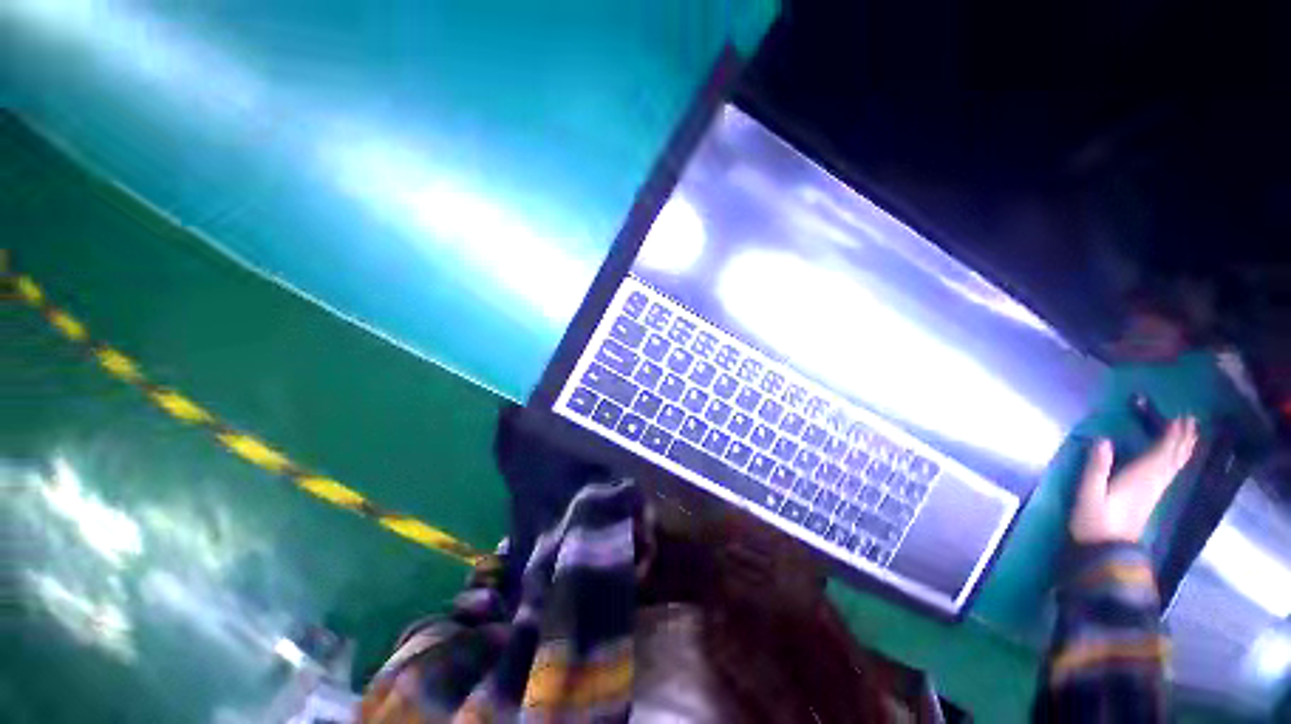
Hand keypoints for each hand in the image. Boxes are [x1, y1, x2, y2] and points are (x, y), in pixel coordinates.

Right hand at [1069, 417, 1198, 544]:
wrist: (1107, 551)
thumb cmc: (1094, 521)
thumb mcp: (1088, 493)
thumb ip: (1095, 467)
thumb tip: (1102, 440)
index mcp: (1139, 478)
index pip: (1161, 452)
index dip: (1171, 435)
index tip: (1180, 417)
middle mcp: (1152, 482)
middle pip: (1172, 458)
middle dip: (1182, 439)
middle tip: (1190, 420)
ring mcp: (1153, 492)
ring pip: (1174, 466)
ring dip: (1182, 449)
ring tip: (1190, 435)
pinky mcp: (1150, 498)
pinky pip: (1169, 474)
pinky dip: (1175, 462)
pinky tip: (1175, 460)